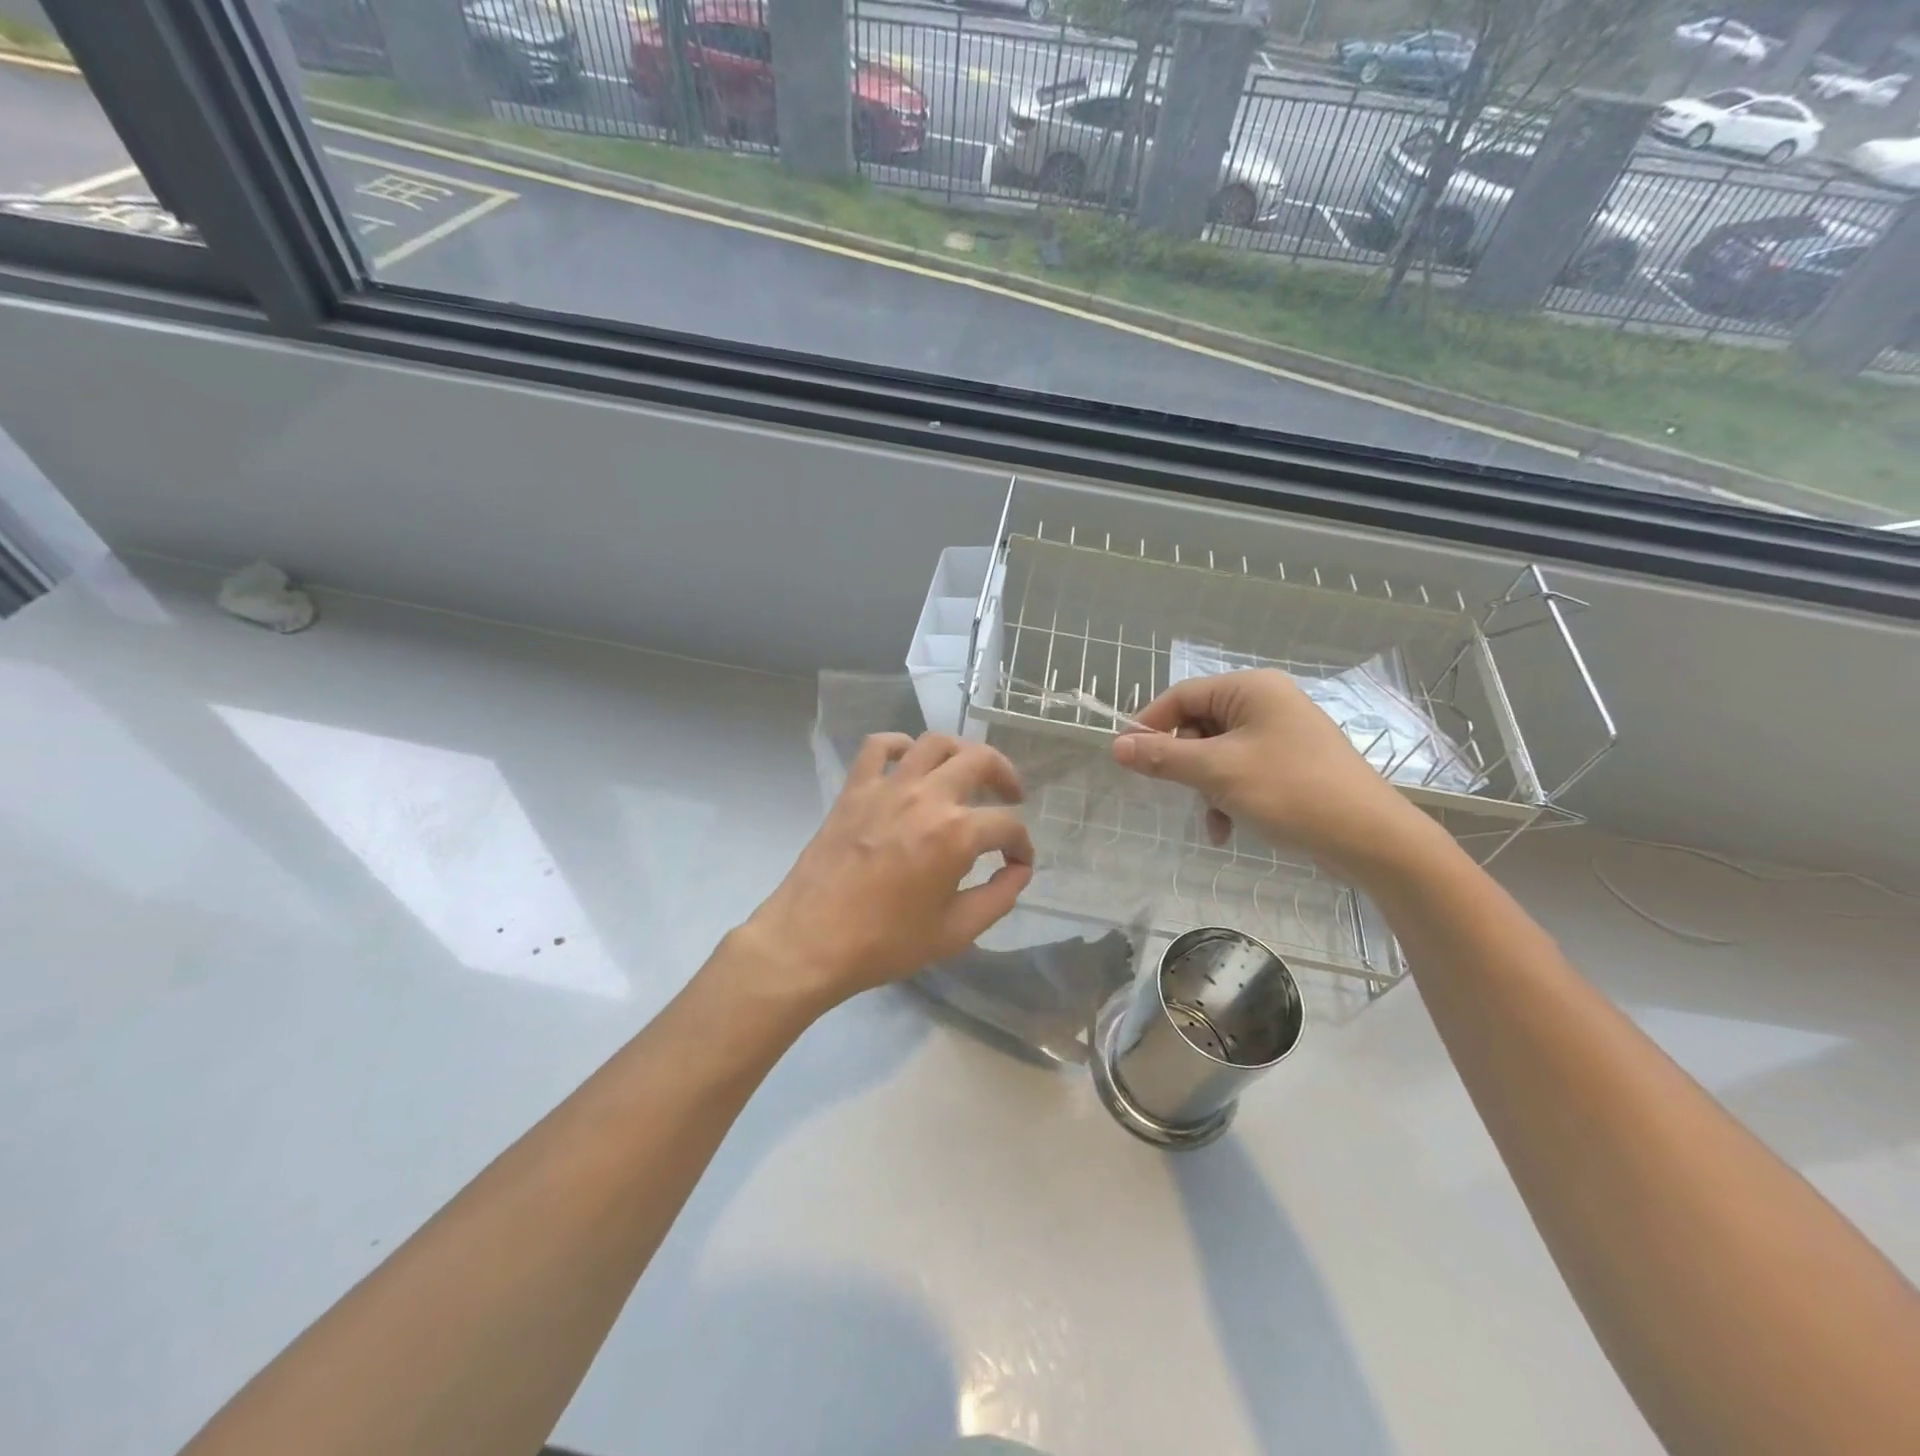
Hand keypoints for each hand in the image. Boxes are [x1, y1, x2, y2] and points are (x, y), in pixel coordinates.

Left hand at [740, 732, 1034, 1010]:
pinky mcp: (855, 789)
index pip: (1008, 824)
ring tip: (965, 773)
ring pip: (934, 743)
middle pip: (980, 760)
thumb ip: (998, 897)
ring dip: (960, 752)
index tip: (1018, 862)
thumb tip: (1019, 871)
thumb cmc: (886, 942)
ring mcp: (888, 787)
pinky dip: (899, 744)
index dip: (1022, 845)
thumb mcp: (956, 931)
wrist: (811, 941)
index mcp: (957, 833)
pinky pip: (878, 746)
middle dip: (1005, 776)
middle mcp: (927, 797)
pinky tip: (909, 762)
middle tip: (1010, 796)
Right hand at [1110, 669, 1430, 881]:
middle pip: (1199, 724)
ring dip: (1205, 787)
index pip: (1182, 695)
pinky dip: (1227, 796)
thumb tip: (1117, 746)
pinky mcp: (1290, 763)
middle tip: (1178, 791)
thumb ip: (1164, 757)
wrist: (1369, 838)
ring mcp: (1281, 734)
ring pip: (1217, 753)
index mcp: (1251, 689)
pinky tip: (1228, 828)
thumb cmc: (1290, 791)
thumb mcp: (1217, 772)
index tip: (1125, 757)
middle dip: (1185, 763)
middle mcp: (1266, 703)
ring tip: (1213, 818)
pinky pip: (1241, 770)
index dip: (1149, 724)